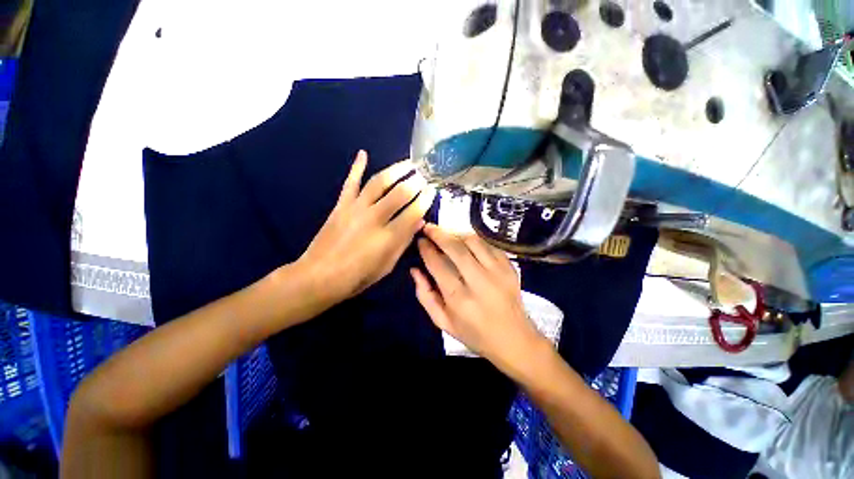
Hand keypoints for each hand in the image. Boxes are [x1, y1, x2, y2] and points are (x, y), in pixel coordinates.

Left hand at [299, 150, 435, 303]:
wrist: (319, 276)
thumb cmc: (357, 276)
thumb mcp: (387, 265)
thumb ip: (404, 242)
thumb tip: (419, 221)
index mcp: (388, 237)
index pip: (413, 211)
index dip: (425, 199)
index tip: (432, 190)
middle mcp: (374, 218)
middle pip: (399, 193)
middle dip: (415, 182)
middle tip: (424, 175)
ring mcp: (356, 208)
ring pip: (379, 182)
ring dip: (396, 170)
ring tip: (408, 163)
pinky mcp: (341, 205)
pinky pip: (351, 182)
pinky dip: (357, 166)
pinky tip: (364, 153)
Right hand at [410, 224, 546, 371]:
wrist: (514, 339)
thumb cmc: (474, 333)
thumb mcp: (443, 322)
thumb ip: (425, 295)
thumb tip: (415, 270)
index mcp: (459, 299)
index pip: (437, 264)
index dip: (426, 249)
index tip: (420, 241)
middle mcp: (479, 281)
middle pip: (455, 247)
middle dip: (439, 234)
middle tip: (428, 228)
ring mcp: (498, 272)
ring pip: (473, 241)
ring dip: (456, 233)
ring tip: (447, 235)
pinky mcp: (510, 267)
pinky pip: (489, 244)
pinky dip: (474, 240)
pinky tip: (466, 243)